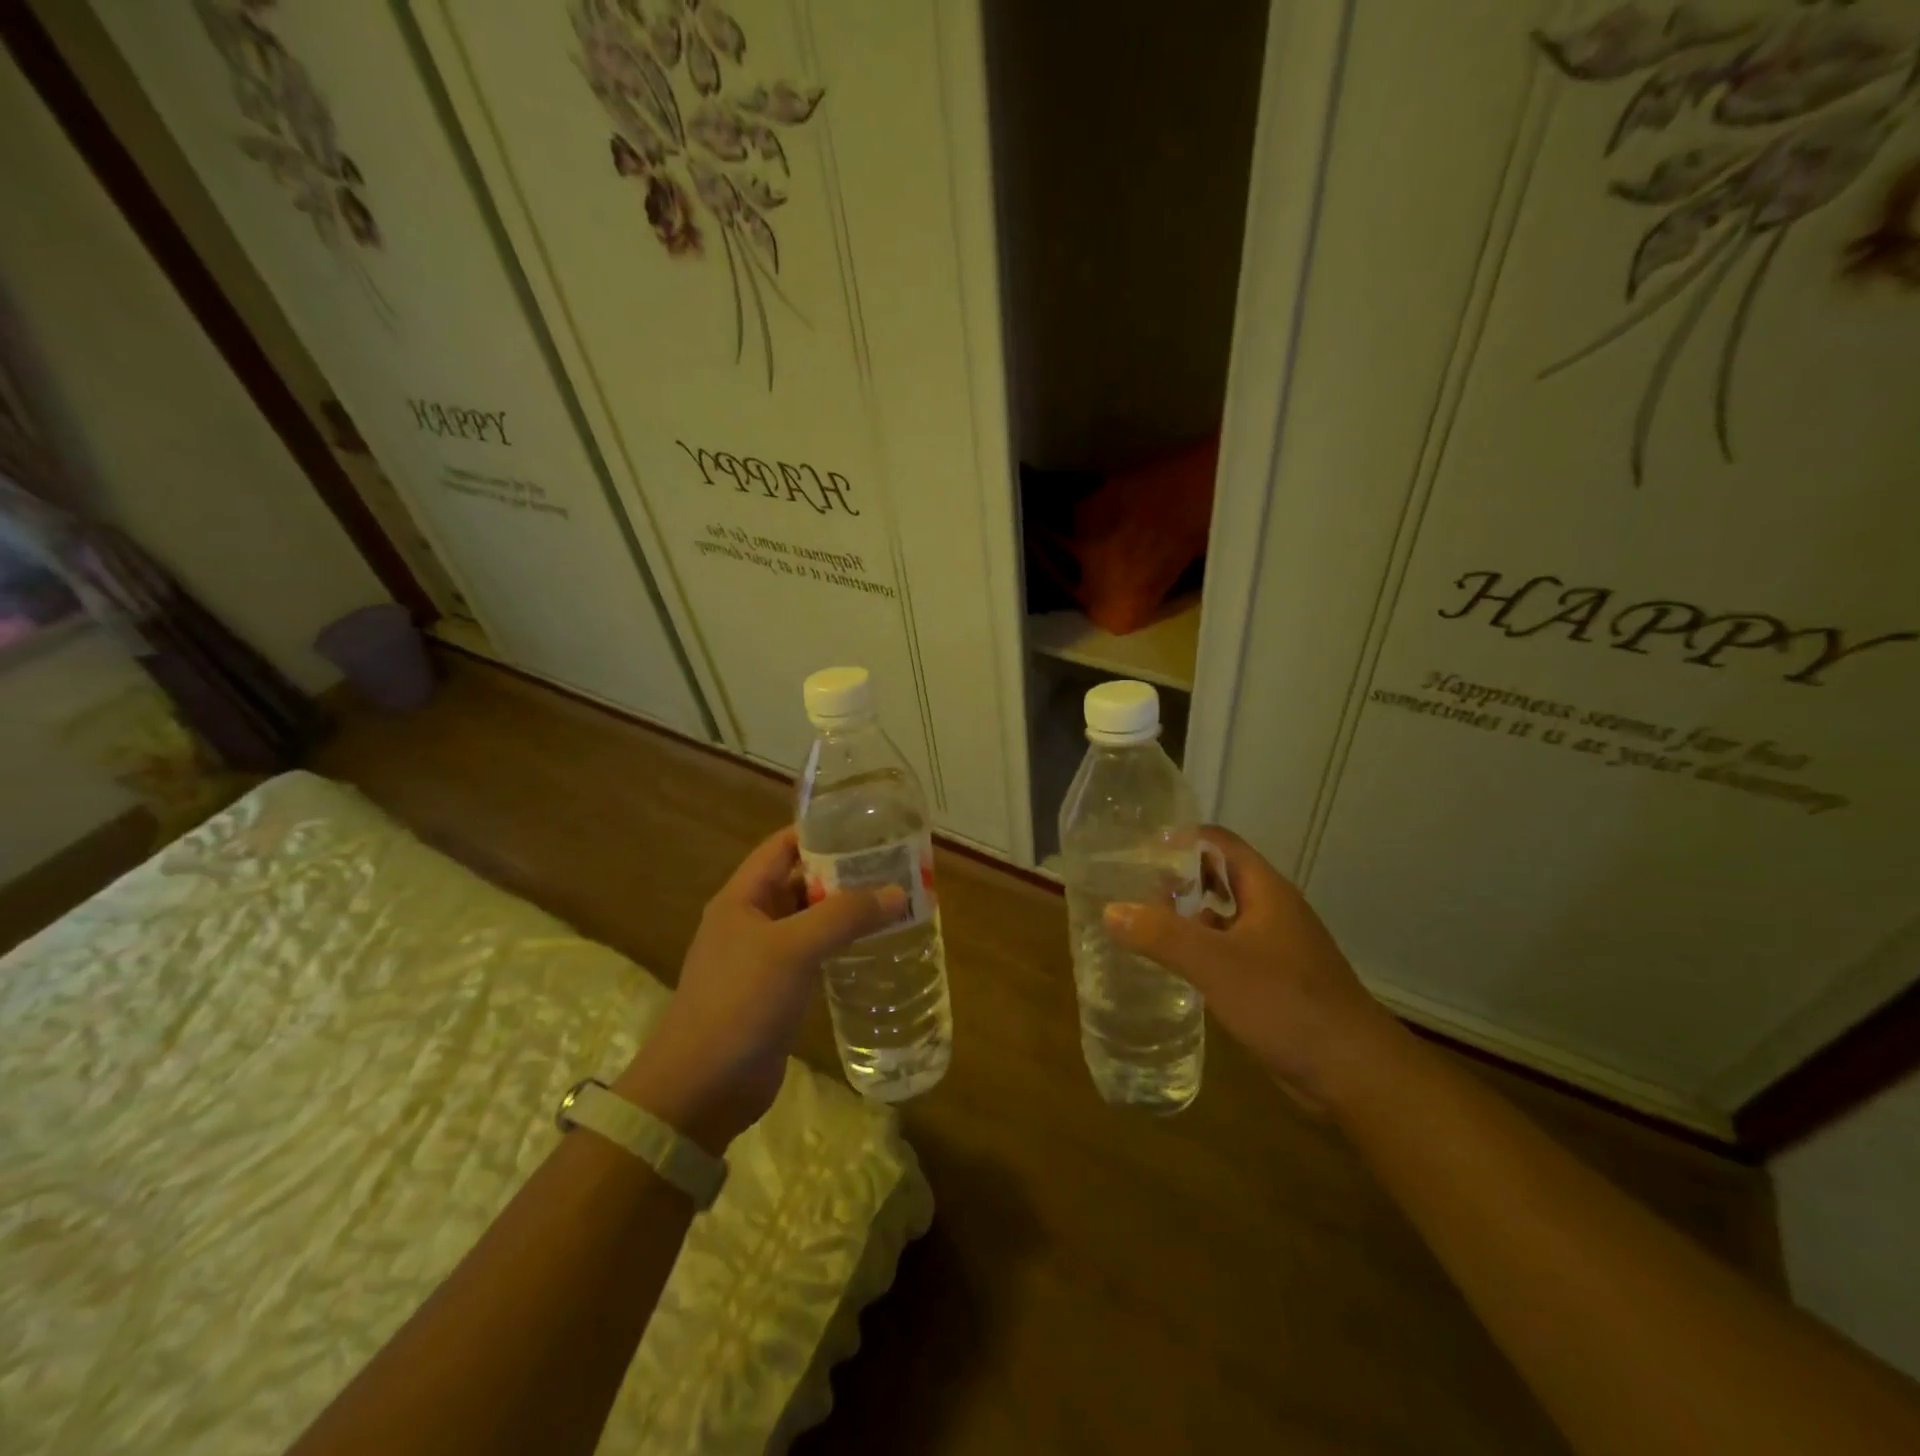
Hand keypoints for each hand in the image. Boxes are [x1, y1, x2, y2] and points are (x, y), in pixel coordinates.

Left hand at [616, 827, 903, 1152]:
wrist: (701, 1088)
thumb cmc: (740, 1002)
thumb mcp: (793, 949)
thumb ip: (845, 916)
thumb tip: (897, 892)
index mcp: (743, 898)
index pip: (783, 846)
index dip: (821, 831)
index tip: (868, 826)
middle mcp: (752, 920)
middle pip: (801, 881)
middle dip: (844, 872)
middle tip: (895, 866)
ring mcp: (764, 958)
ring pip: (811, 920)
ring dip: (847, 911)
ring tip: (895, 901)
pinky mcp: (777, 991)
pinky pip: (814, 955)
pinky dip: (842, 946)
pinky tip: (876, 948)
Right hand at [1104, 828, 1403, 1110]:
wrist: (1353, 1072)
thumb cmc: (1286, 1003)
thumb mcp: (1216, 964)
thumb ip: (1162, 935)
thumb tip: (1111, 910)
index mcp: (1265, 891)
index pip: (1219, 843)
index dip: (1180, 838)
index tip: (1137, 848)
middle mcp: (1271, 911)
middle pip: (1219, 877)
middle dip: (1177, 877)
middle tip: (1130, 885)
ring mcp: (1275, 947)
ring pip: (1223, 917)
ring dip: (1186, 915)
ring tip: (1140, 921)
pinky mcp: (1273, 981)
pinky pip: (1228, 951)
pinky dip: (1199, 950)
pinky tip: (1173, 967)